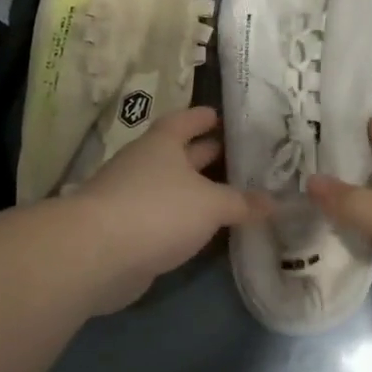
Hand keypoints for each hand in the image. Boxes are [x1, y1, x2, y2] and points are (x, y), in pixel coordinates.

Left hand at [71, 106, 265, 312]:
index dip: (202, 117)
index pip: (185, 121)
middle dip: (205, 154)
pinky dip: (183, 219)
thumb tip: (274, 202)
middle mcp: (145, 164)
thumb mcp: (211, 204)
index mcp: (162, 144)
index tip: (220, 115)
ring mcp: (131, 197)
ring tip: (229, 193)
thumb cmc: (158, 210)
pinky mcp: (127, 230)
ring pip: (171, 187)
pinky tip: (204, 228)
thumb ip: (242, 202)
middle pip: (179, 153)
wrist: (96, 255)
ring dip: (195, 189)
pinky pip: (163, 217)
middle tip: (237, 155)